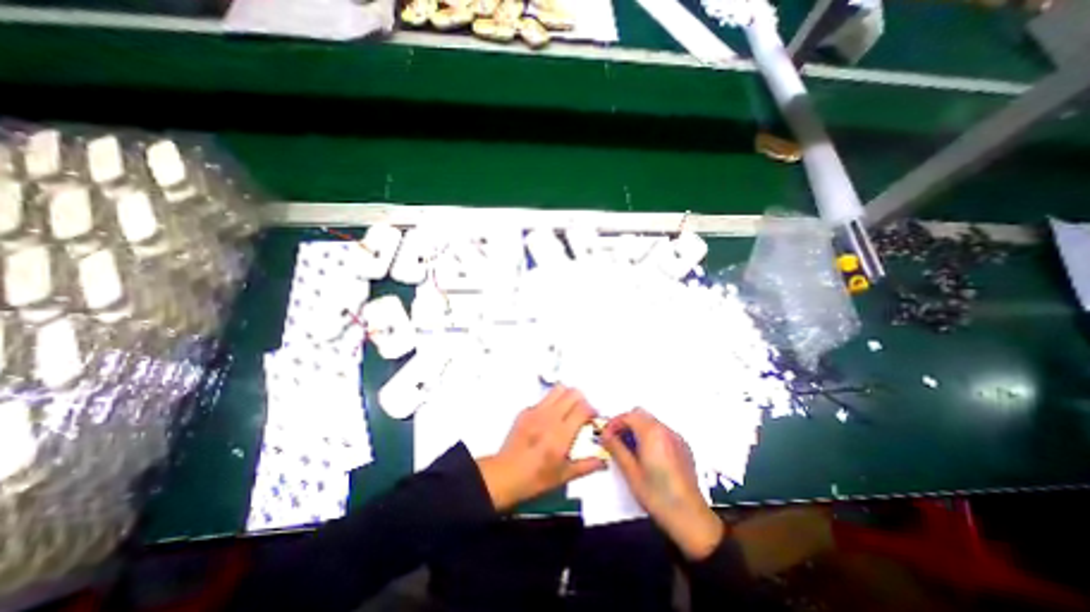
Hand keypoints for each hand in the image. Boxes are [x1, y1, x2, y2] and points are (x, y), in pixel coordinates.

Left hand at [478, 387, 610, 512]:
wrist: (505, 475)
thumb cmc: (537, 478)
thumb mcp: (564, 476)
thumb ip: (587, 465)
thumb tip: (604, 460)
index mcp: (561, 434)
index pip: (583, 408)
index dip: (592, 410)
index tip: (593, 419)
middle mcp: (550, 417)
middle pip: (573, 393)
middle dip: (582, 400)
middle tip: (581, 414)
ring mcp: (536, 411)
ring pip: (558, 390)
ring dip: (567, 396)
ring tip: (567, 411)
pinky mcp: (525, 411)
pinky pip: (543, 399)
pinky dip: (551, 404)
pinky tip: (548, 419)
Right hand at [605, 409, 721, 562]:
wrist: (690, 517)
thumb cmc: (657, 495)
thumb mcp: (631, 472)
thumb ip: (616, 448)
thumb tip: (604, 434)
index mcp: (652, 433)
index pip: (629, 416)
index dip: (614, 423)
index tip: (606, 435)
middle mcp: (666, 430)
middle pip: (641, 415)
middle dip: (626, 423)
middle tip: (616, 440)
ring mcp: (677, 438)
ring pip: (652, 422)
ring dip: (638, 429)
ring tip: (630, 449)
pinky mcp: (684, 447)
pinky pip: (663, 432)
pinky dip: (651, 436)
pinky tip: (648, 456)